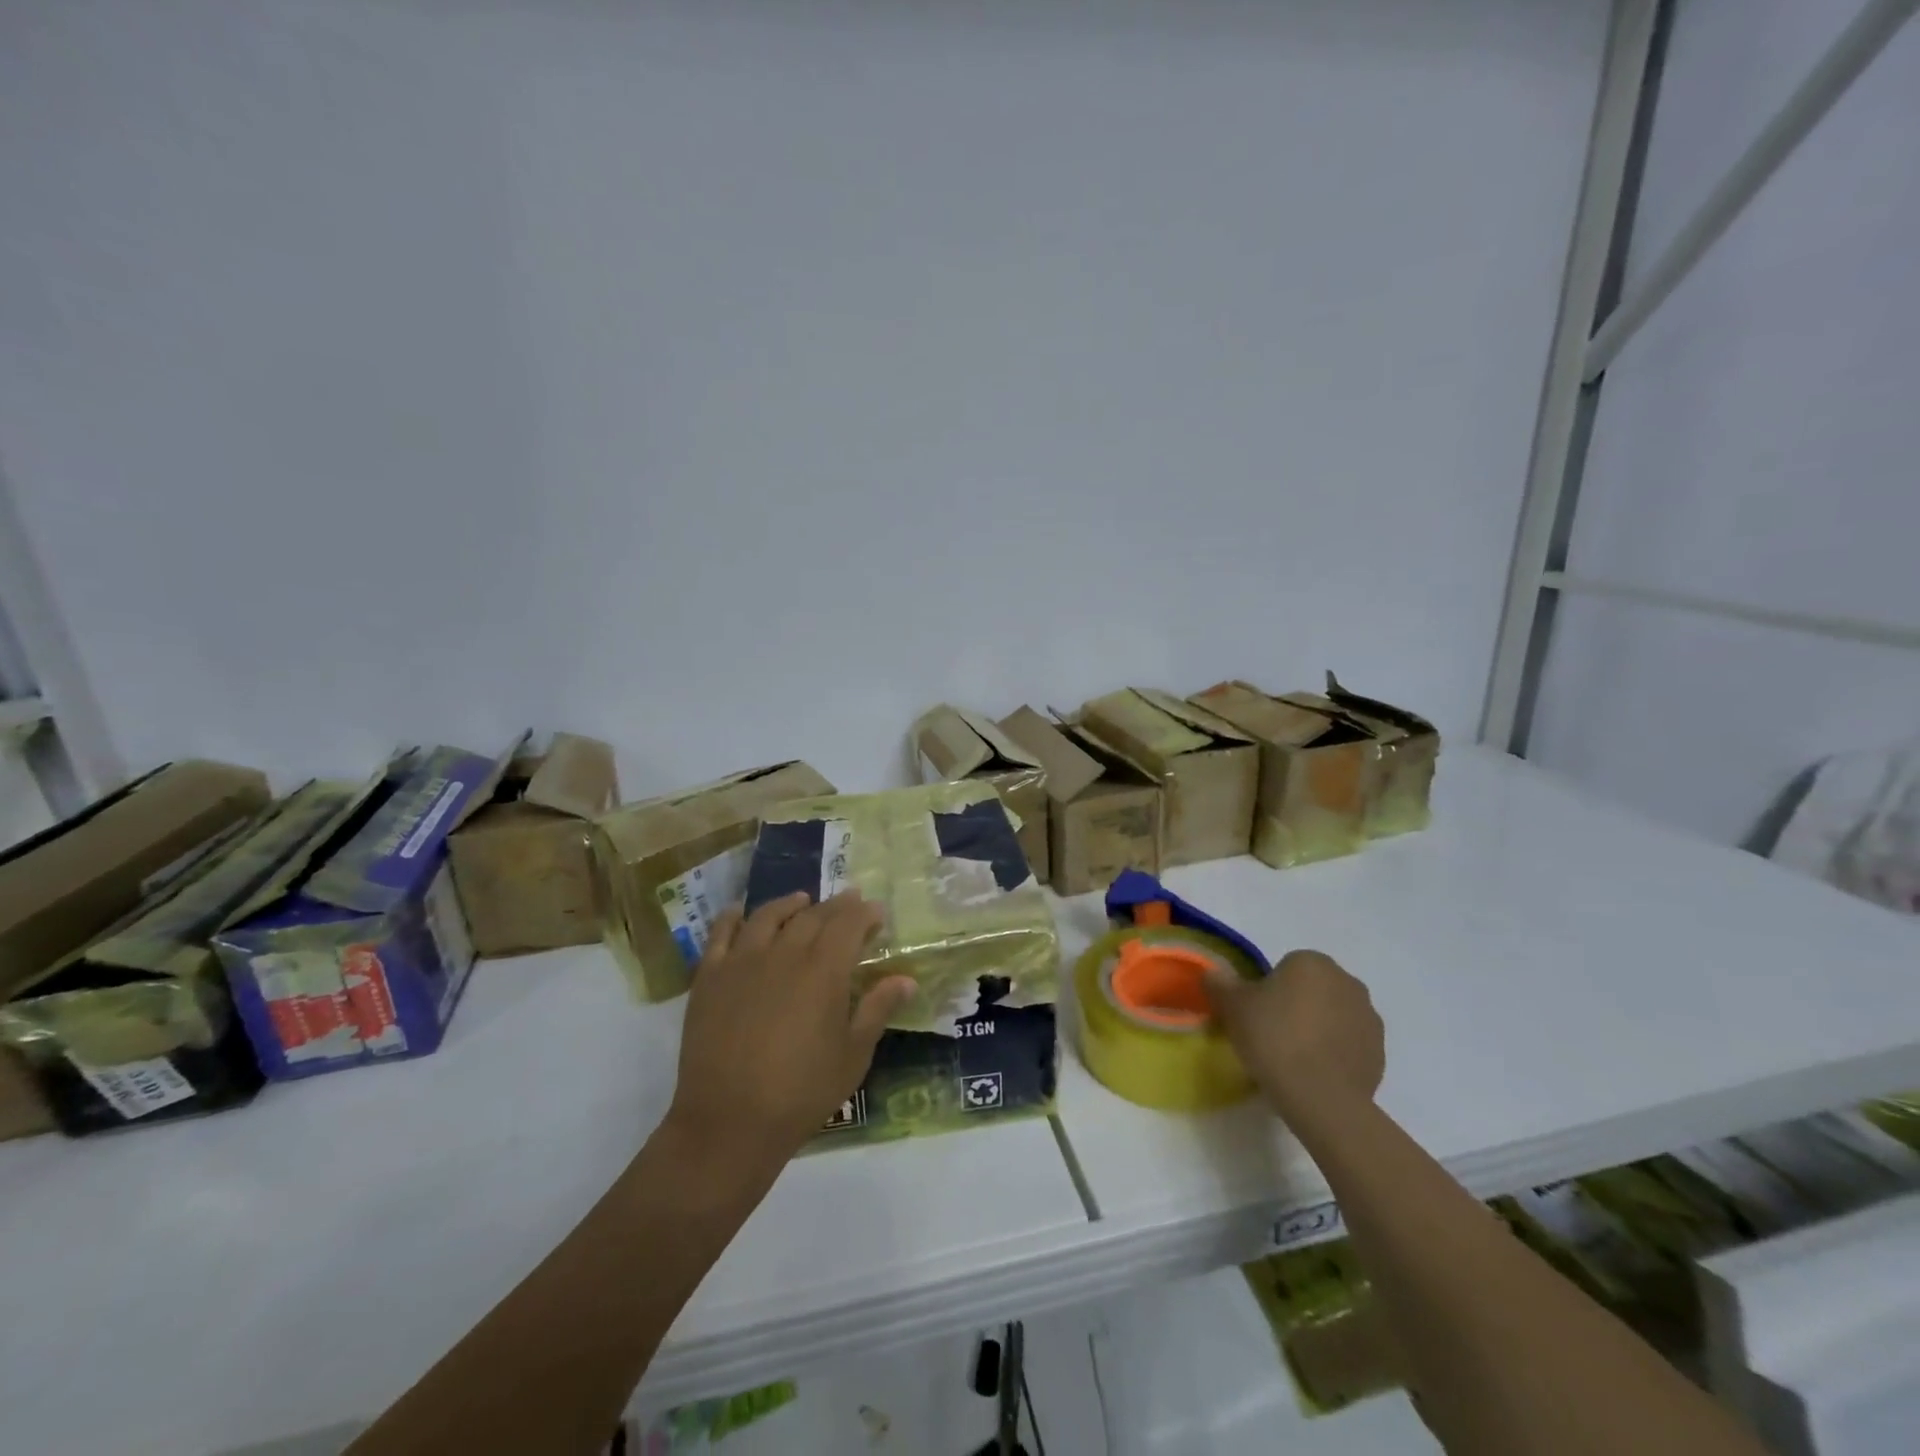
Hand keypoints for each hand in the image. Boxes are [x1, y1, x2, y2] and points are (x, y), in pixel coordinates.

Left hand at [666, 891, 915, 1173]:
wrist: (728, 1121)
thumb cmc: (801, 1092)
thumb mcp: (853, 1055)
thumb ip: (878, 1009)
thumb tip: (906, 979)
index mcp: (824, 970)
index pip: (849, 923)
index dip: (865, 913)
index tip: (877, 912)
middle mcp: (785, 952)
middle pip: (813, 915)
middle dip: (835, 906)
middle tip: (848, 903)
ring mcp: (743, 961)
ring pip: (768, 916)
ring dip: (790, 904)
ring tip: (801, 900)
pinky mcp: (710, 976)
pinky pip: (721, 933)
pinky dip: (733, 916)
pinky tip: (740, 911)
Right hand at [1203, 949, 1383, 1125]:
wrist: (1321, 1097)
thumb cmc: (1273, 1038)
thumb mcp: (1232, 1006)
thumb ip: (1220, 983)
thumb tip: (1214, 974)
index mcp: (1312, 962)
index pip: (1286, 968)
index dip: (1269, 990)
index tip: (1257, 1014)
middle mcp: (1347, 981)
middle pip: (1313, 989)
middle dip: (1297, 1005)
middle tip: (1272, 1034)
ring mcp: (1368, 1017)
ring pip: (1334, 1015)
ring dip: (1319, 1028)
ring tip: (1295, 1057)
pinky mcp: (1379, 1052)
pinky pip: (1349, 1044)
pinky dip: (1335, 1052)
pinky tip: (1315, 1073)